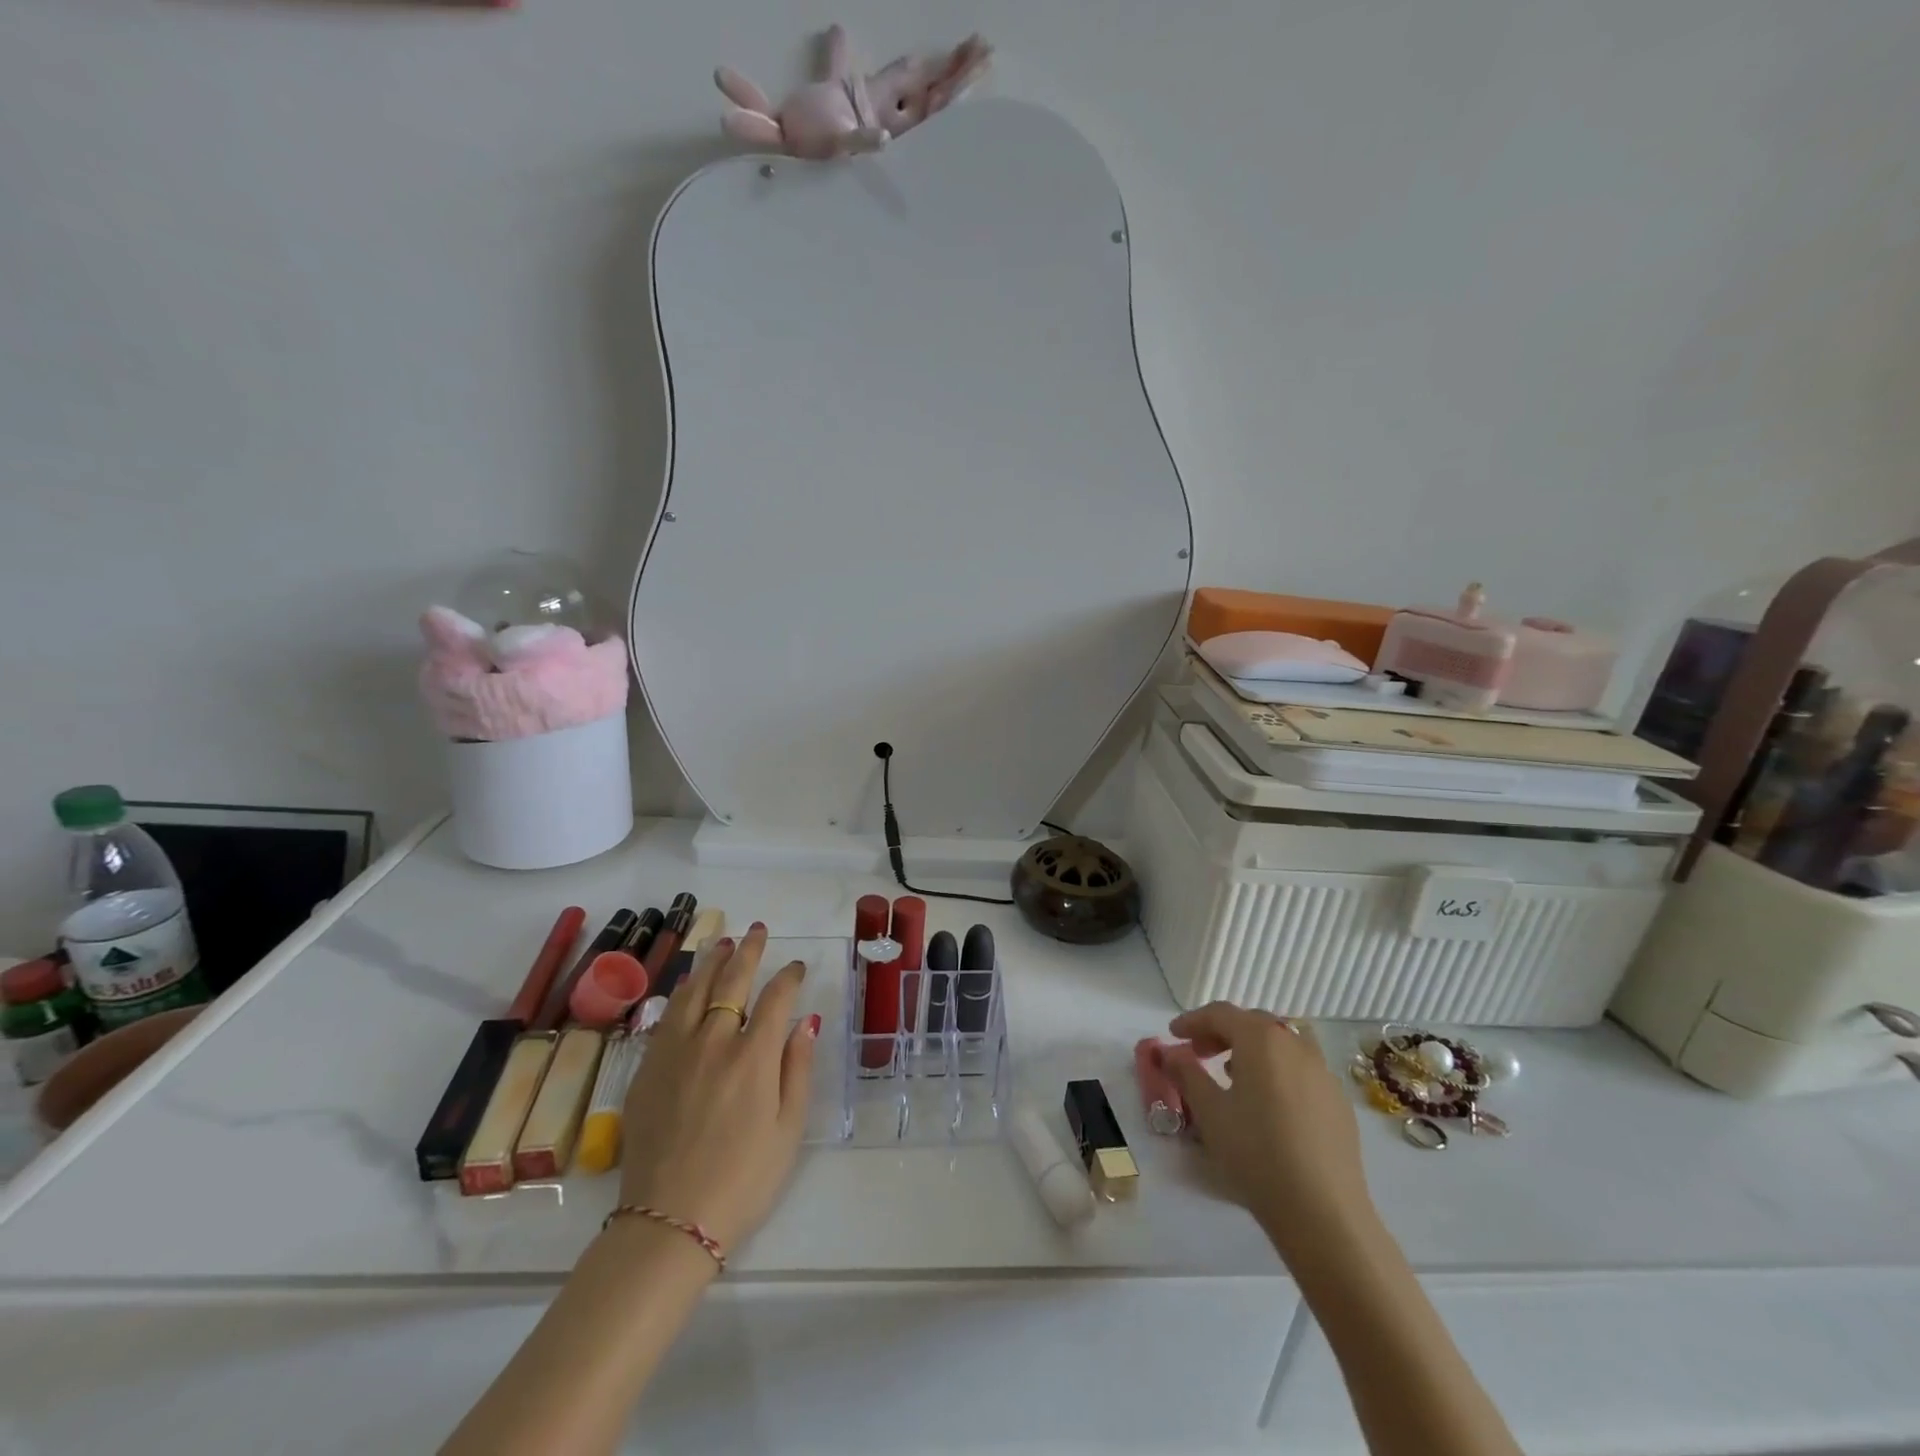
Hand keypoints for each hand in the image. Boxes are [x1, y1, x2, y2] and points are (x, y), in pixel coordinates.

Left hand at [617, 924, 818, 1253]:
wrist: (668, 1222)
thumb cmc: (743, 1180)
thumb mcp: (788, 1130)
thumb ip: (798, 1069)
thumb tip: (806, 1022)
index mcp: (753, 1057)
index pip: (775, 999)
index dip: (789, 977)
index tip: (798, 967)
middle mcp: (713, 1042)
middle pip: (732, 982)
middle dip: (749, 952)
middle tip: (758, 931)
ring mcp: (675, 1053)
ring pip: (694, 991)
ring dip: (711, 962)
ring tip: (722, 942)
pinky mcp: (647, 1070)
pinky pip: (667, 1017)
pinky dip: (683, 994)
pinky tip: (688, 986)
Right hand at [1164, 1003, 1373, 1259]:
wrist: (1324, 1212)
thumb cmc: (1256, 1153)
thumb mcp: (1209, 1112)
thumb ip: (1186, 1073)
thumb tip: (1171, 1052)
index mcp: (1261, 1039)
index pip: (1221, 1014)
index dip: (1192, 1020)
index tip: (1172, 1034)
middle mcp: (1295, 1045)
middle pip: (1252, 1023)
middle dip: (1221, 1032)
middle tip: (1198, 1052)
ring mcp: (1323, 1072)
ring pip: (1280, 1044)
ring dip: (1251, 1050)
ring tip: (1231, 1074)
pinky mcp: (1339, 1102)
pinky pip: (1300, 1070)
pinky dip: (1277, 1071)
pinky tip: (1267, 1103)